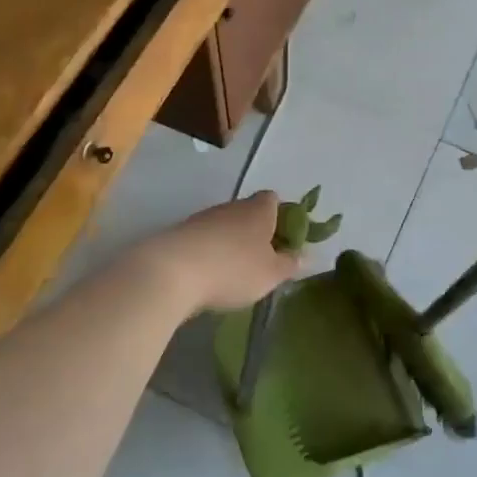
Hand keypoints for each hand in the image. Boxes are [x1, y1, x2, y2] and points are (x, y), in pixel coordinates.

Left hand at [124, 191, 301, 312]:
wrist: (170, 273)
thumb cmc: (233, 269)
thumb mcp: (271, 274)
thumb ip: (290, 264)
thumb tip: (306, 255)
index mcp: (259, 209)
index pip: (274, 199)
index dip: (281, 216)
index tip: (283, 239)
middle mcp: (232, 206)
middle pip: (248, 213)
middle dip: (255, 233)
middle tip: (261, 261)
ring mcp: (203, 218)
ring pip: (224, 226)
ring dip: (230, 244)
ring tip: (233, 273)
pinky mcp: (180, 234)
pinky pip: (203, 241)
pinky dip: (208, 254)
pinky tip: (207, 276)